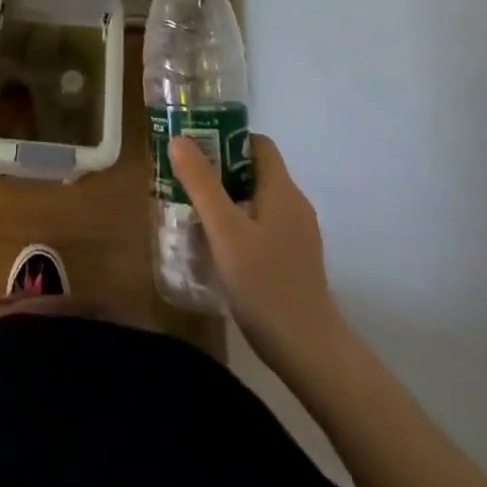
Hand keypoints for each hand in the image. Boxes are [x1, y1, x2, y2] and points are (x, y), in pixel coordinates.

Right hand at [169, 134, 348, 378]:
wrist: (307, 347)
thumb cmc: (264, 281)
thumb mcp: (224, 229)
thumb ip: (201, 183)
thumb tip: (180, 139)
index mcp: (282, 190)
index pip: (258, 144)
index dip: (226, 139)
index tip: (194, 149)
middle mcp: (294, 205)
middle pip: (254, 171)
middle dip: (218, 172)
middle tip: (183, 181)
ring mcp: (297, 234)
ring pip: (256, 200)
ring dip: (225, 200)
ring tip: (192, 212)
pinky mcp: (293, 258)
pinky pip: (262, 225)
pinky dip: (238, 224)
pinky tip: (216, 246)